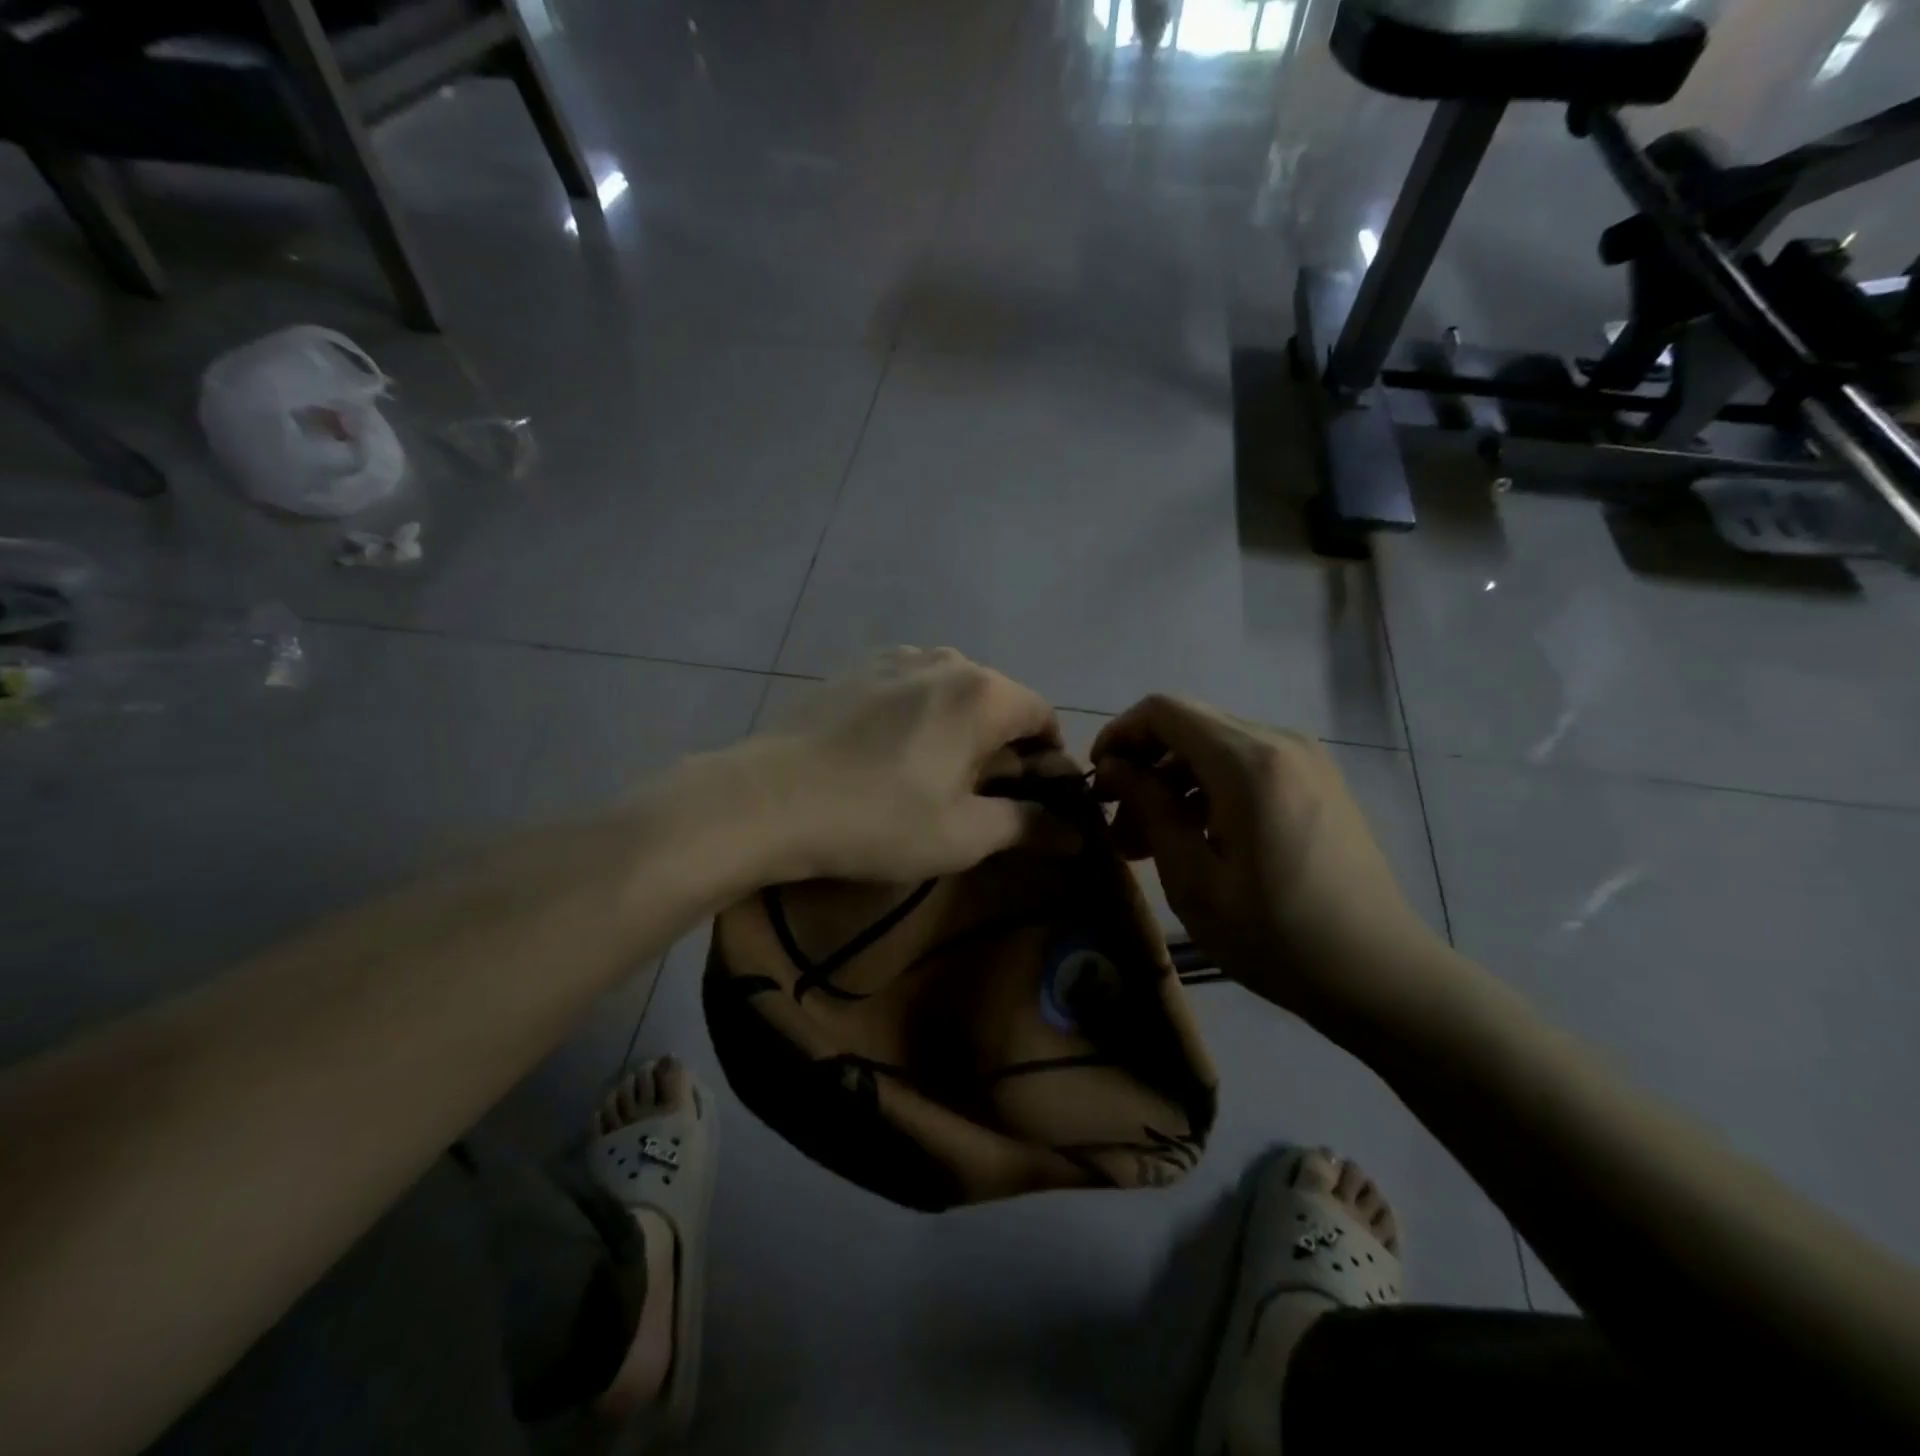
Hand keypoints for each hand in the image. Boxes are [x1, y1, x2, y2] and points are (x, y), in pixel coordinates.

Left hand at [742, 647, 1066, 883]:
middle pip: (997, 700)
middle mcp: (946, 659)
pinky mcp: (854, 667)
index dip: (1050, 760)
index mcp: (982, 693)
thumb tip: (1077, 833)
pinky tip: (889, 752)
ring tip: (932, 773)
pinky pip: (908, 687)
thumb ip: (1028, 825)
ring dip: (959, 728)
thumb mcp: (963, 834)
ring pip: (951, 691)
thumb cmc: (879, 819)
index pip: (1042, 716)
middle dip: (1003, 745)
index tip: (1035, 799)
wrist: (768, 799)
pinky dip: (919, 715)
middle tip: (982, 795)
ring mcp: (894, 658)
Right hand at [1091, 695, 1442, 1016]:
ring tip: (1149, 842)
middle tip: (1119, 824)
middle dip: (1144, 765)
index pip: (1164, 711)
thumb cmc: (1277, 936)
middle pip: (1189, 725)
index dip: (1120, 735)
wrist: (1381, 975)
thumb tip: (1114, 767)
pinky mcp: (1318, 781)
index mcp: (1249, 762)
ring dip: (1174, 782)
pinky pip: (1247, 764)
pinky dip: (1209, 788)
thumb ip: (1150, 808)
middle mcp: (1280, 742)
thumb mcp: (1194, 879)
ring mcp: (1306, 759)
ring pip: (1216, 745)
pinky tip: (1197, 839)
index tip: (1097, 780)